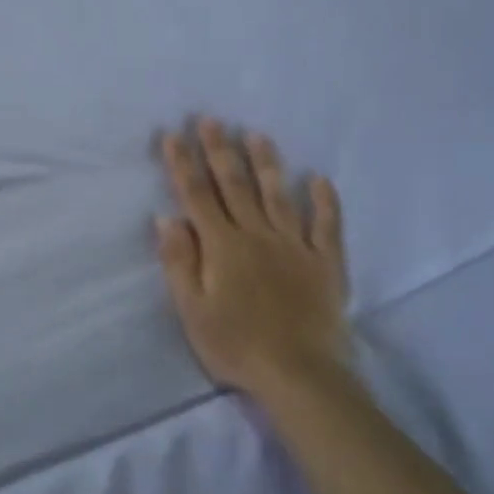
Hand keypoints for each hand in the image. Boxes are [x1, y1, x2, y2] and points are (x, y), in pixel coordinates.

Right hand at [155, 119, 352, 400]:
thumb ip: (180, 261)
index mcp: (222, 246)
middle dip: (220, 151)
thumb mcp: (192, 309)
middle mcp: (257, 235)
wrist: (298, 373)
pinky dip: (325, 201)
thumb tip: (166, 218)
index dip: (184, 164)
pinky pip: (326, 225)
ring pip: (278, 195)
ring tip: (257, 135)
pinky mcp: (325, 262)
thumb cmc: (235, 344)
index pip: (197, 196)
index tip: (173, 135)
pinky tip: (320, 179)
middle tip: (211, 120)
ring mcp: (295, 246)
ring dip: (266, 163)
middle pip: (235, 186)